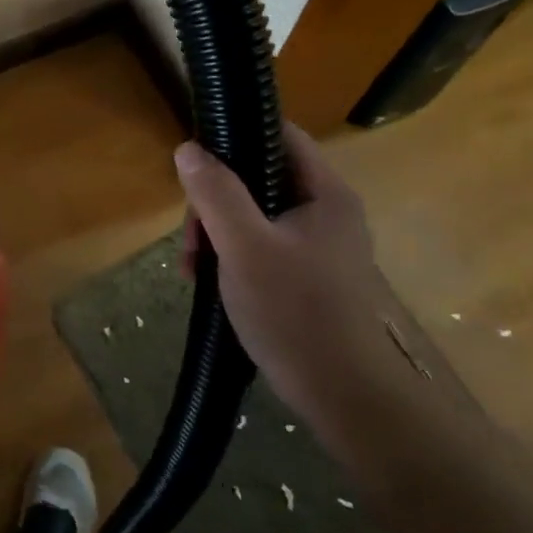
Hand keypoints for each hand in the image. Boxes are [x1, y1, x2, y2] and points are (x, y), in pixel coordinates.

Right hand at [176, 124, 419, 447]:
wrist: (345, 397)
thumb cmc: (295, 313)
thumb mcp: (244, 247)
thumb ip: (216, 194)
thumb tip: (188, 148)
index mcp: (324, 193)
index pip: (280, 135)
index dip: (236, 134)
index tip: (194, 160)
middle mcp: (326, 212)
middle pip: (259, 179)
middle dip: (215, 202)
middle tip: (191, 239)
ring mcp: (317, 247)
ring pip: (254, 217)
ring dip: (217, 234)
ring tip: (193, 270)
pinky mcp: (307, 278)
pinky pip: (260, 248)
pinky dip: (231, 258)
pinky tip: (209, 284)